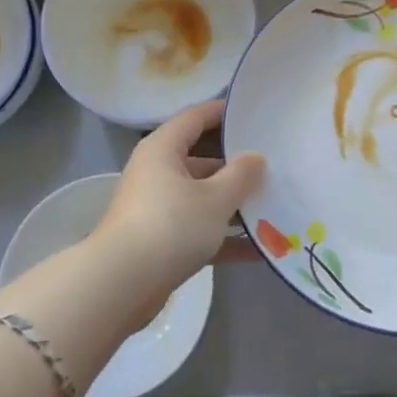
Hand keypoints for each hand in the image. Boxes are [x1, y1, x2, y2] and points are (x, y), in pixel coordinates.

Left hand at [91, 100, 265, 284]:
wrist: (122, 285)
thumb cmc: (171, 225)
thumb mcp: (215, 198)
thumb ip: (241, 175)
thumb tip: (256, 157)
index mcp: (163, 148)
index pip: (195, 117)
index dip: (223, 112)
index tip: (254, 113)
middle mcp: (156, 172)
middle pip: (201, 158)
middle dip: (236, 164)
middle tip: (274, 165)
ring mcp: (157, 207)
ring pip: (202, 197)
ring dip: (233, 203)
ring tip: (274, 205)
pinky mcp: (160, 241)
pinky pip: (198, 230)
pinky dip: (223, 236)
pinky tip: (259, 250)